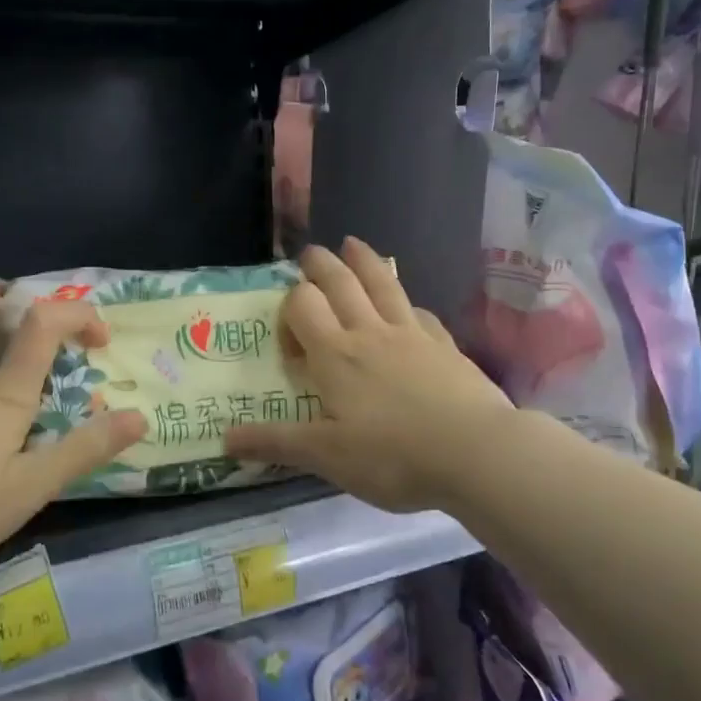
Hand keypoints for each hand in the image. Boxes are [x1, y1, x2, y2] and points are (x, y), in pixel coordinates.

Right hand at [225, 239, 512, 511]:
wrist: (476, 453)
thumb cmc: (393, 456)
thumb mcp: (326, 457)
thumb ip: (276, 443)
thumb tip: (224, 439)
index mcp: (336, 355)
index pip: (303, 306)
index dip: (289, 308)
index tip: (289, 336)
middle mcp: (370, 333)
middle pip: (341, 283)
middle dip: (321, 265)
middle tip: (310, 253)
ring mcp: (412, 335)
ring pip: (383, 285)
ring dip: (364, 261)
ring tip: (353, 243)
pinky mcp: (445, 346)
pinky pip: (420, 313)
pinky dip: (406, 302)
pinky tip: (408, 307)